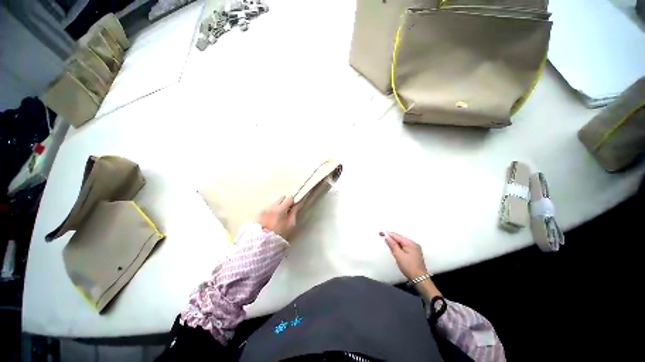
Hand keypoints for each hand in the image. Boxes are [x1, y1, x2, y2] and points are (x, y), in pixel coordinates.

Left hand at [258, 196, 298, 237]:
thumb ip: (294, 213)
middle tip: (286, 211)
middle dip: (285, 202)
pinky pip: (269, 207)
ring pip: (274, 202)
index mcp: (280, 209)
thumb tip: (297, 205)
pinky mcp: (260, 212)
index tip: (292, 209)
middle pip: (281, 197)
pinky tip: (271, 219)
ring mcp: (265, 209)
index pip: (289, 198)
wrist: (262, 242)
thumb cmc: (279, 234)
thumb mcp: (290, 225)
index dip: (292, 203)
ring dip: (278, 206)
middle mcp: (272, 206)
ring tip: (278, 216)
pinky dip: (271, 210)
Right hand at [381, 231, 428, 279]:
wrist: (419, 279)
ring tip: (388, 243)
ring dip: (394, 242)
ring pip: (402, 242)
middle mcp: (413, 244)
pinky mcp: (414, 253)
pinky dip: (398, 246)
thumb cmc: (409, 267)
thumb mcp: (398, 255)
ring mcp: (415, 249)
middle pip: (399, 238)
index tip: (380, 232)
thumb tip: (387, 236)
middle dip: (391, 238)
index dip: (388, 234)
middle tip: (382, 237)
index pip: (396, 236)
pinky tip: (395, 249)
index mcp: (410, 243)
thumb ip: (392, 244)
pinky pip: (404, 246)